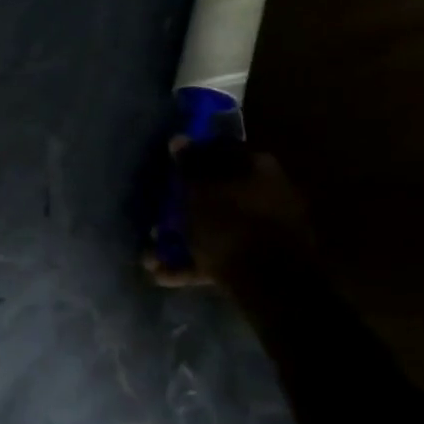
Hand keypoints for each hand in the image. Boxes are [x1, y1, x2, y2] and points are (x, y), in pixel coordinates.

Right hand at [145, 138, 310, 287]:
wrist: (271, 285)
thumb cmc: (229, 225)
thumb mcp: (199, 190)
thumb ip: (189, 165)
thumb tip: (179, 138)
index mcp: (257, 167)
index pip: (218, 151)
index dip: (190, 160)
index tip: (168, 173)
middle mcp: (268, 193)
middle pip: (217, 193)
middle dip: (184, 207)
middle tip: (157, 219)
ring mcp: (267, 230)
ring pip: (216, 227)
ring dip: (184, 239)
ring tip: (152, 257)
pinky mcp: (261, 262)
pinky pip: (222, 256)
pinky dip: (195, 263)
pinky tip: (165, 275)